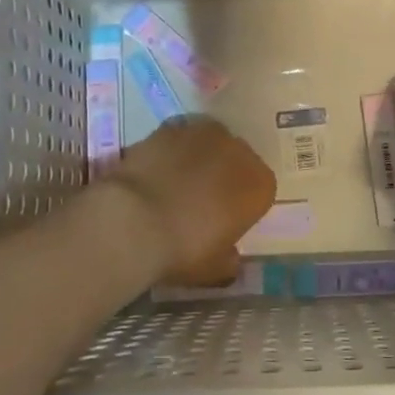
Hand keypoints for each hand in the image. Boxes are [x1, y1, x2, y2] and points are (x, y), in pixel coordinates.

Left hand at [104, 118, 275, 286]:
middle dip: (223, 176)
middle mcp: (239, 151)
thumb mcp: (214, 269)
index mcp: (260, 185)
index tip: (226, 220)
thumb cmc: (184, 248)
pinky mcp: (171, 126)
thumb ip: (228, 258)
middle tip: (201, 201)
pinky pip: (179, 138)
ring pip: (209, 144)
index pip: (261, 190)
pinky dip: (172, 151)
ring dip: (199, 158)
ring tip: (176, 183)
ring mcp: (204, 133)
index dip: (243, 205)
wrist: (134, 220)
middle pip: (237, 160)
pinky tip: (157, 170)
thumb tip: (229, 255)